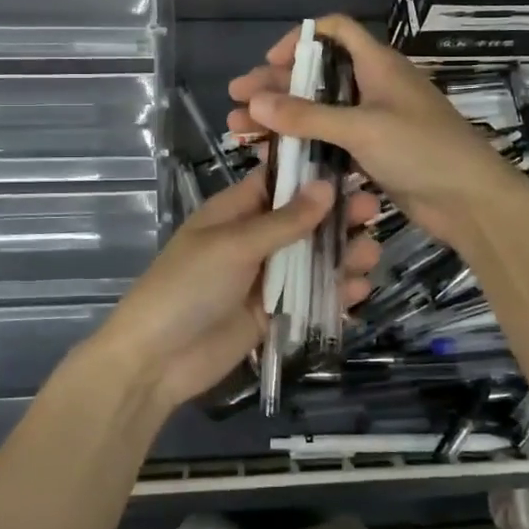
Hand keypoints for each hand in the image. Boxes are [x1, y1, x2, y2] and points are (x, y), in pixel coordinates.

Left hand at [89, 168, 379, 409]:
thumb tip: (327, 185)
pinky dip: (333, 293)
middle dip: (337, 216)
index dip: (313, 173)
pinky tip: (357, 292)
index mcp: (235, 211)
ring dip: (341, 256)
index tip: (354, 167)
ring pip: (311, 259)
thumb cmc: (186, 288)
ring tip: (369, 256)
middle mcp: (253, 239)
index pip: (278, 180)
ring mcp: (264, 277)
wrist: (155, 361)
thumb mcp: (234, 246)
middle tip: (373, 213)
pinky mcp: (272, 313)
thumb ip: (284, 221)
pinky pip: (309, 297)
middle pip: (303, 220)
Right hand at [228, 15, 528, 248]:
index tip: (268, 63)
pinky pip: (330, 140)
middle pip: (317, 74)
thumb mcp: (362, 128)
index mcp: (378, 64)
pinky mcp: (374, 152)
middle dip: (276, 85)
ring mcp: (374, 120)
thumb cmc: (421, 150)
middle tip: (235, 99)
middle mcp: (374, 86)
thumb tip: (255, 101)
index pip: (334, 31)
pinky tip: (274, 155)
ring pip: (320, 110)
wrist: (470, 200)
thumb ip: (308, 116)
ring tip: (239, 130)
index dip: (299, 39)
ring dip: (283, 117)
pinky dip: (303, 143)